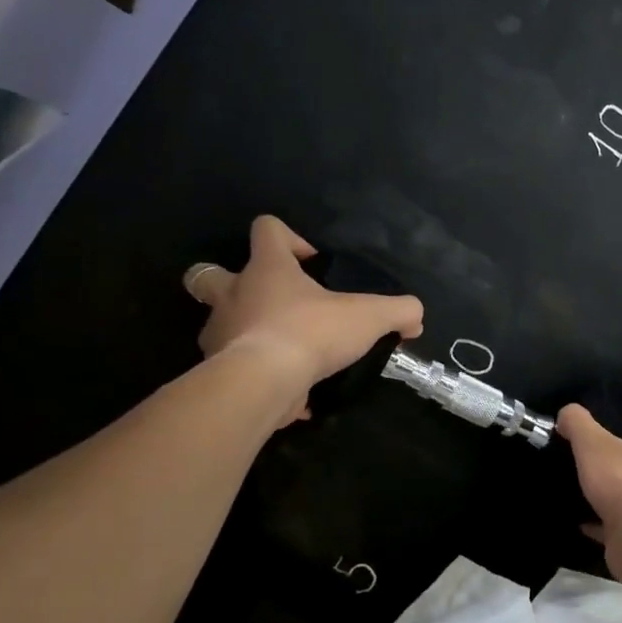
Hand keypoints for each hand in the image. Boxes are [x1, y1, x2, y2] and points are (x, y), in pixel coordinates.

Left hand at [183, 217, 422, 402]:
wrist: (262, 384)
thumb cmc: (310, 332)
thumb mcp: (369, 317)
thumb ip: (399, 311)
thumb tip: (415, 318)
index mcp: (266, 269)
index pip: (266, 229)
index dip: (289, 237)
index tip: (313, 262)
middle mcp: (233, 296)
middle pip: (206, 274)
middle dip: (229, 280)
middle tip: (268, 299)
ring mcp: (219, 334)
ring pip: (217, 324)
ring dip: (244, 332)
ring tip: (285, 351)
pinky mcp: (218, 372)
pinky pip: (236, 370)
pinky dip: (259, 377)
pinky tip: (291, 393)